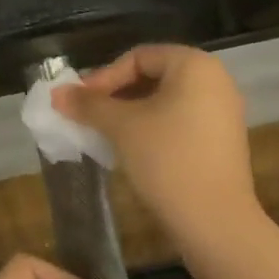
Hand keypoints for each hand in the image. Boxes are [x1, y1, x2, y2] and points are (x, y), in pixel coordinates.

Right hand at [56, 44, 262, 251]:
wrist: (214, 221)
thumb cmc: (167, 159)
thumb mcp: (121, 127)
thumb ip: (88, 105)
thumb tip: (56, 93)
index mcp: (195, 66)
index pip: (139, 57)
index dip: (104, 76)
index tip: (80, 102)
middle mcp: (215, 81)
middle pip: (153, 76)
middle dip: (115, 95)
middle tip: (87, 116)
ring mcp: (222, 112)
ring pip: (164, 101)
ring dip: (130, 113)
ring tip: (103, 133)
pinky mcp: (221, 141)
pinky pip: (179, 121)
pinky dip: (151, 128)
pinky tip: (130, 149)